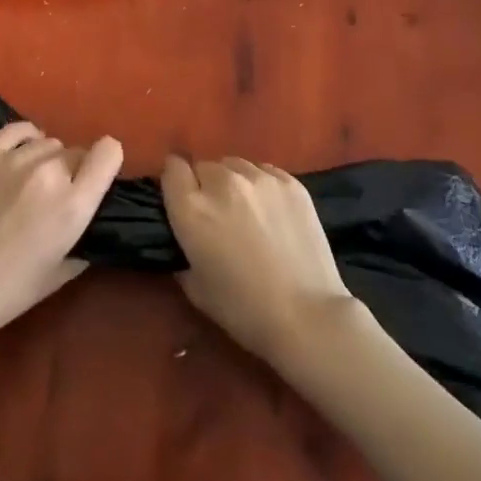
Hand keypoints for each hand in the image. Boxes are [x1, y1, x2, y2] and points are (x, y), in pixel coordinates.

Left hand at [0, 122, 121, 343]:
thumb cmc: (8, 292)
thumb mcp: (61, 273)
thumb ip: (84, 239)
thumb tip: (90, 221)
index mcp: (73, 204)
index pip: (109, 152)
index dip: (107, 163)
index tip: (97, 179)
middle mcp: (50, 173)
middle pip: (77, 152)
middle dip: (74, 172)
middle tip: (55, 198)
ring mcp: (15, 160)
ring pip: (49, 143)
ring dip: (48, 160)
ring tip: (30, 184)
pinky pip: (18, 131)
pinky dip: (26, 139)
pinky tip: (21, 155)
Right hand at [161, 156, 354, 360]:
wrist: (307, 315)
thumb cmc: (244, 310)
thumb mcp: (195, 288)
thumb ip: (182, 252)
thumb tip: (186, 236)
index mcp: (193, 208)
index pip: (173, 169)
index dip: (175, 181)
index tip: (182, 197)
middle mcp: (223, 182)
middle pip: (204, 166)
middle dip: (205, 185)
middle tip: (218, 215)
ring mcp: (260, 178)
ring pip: (235, 165)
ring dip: (233, 182)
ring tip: (247, 210)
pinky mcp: (290, 181)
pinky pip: (264, 171)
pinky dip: (261, 185)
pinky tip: (272, 212)